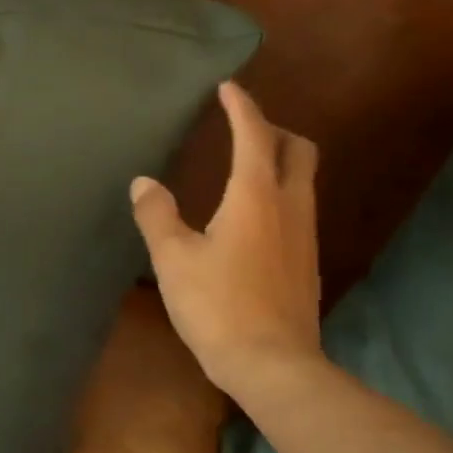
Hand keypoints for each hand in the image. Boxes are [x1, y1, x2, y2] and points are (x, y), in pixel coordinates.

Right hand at [130, 81, 323, 407]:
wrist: (272, 363)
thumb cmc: (217, 305)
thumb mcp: (173, 259)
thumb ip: (157, 215)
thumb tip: (144, 182)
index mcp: (256, 196)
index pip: (254, 135)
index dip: (241, 107)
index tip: (228, 88)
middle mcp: (290, 207)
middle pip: (299, 150)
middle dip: (273, 130)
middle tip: (243, 130)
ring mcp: (306, 236)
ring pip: (304, 181)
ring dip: (281, 163)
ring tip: (246, 170)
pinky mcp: (308, 264)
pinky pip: (300, 211)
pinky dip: (281, 196)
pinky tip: (254, 221)